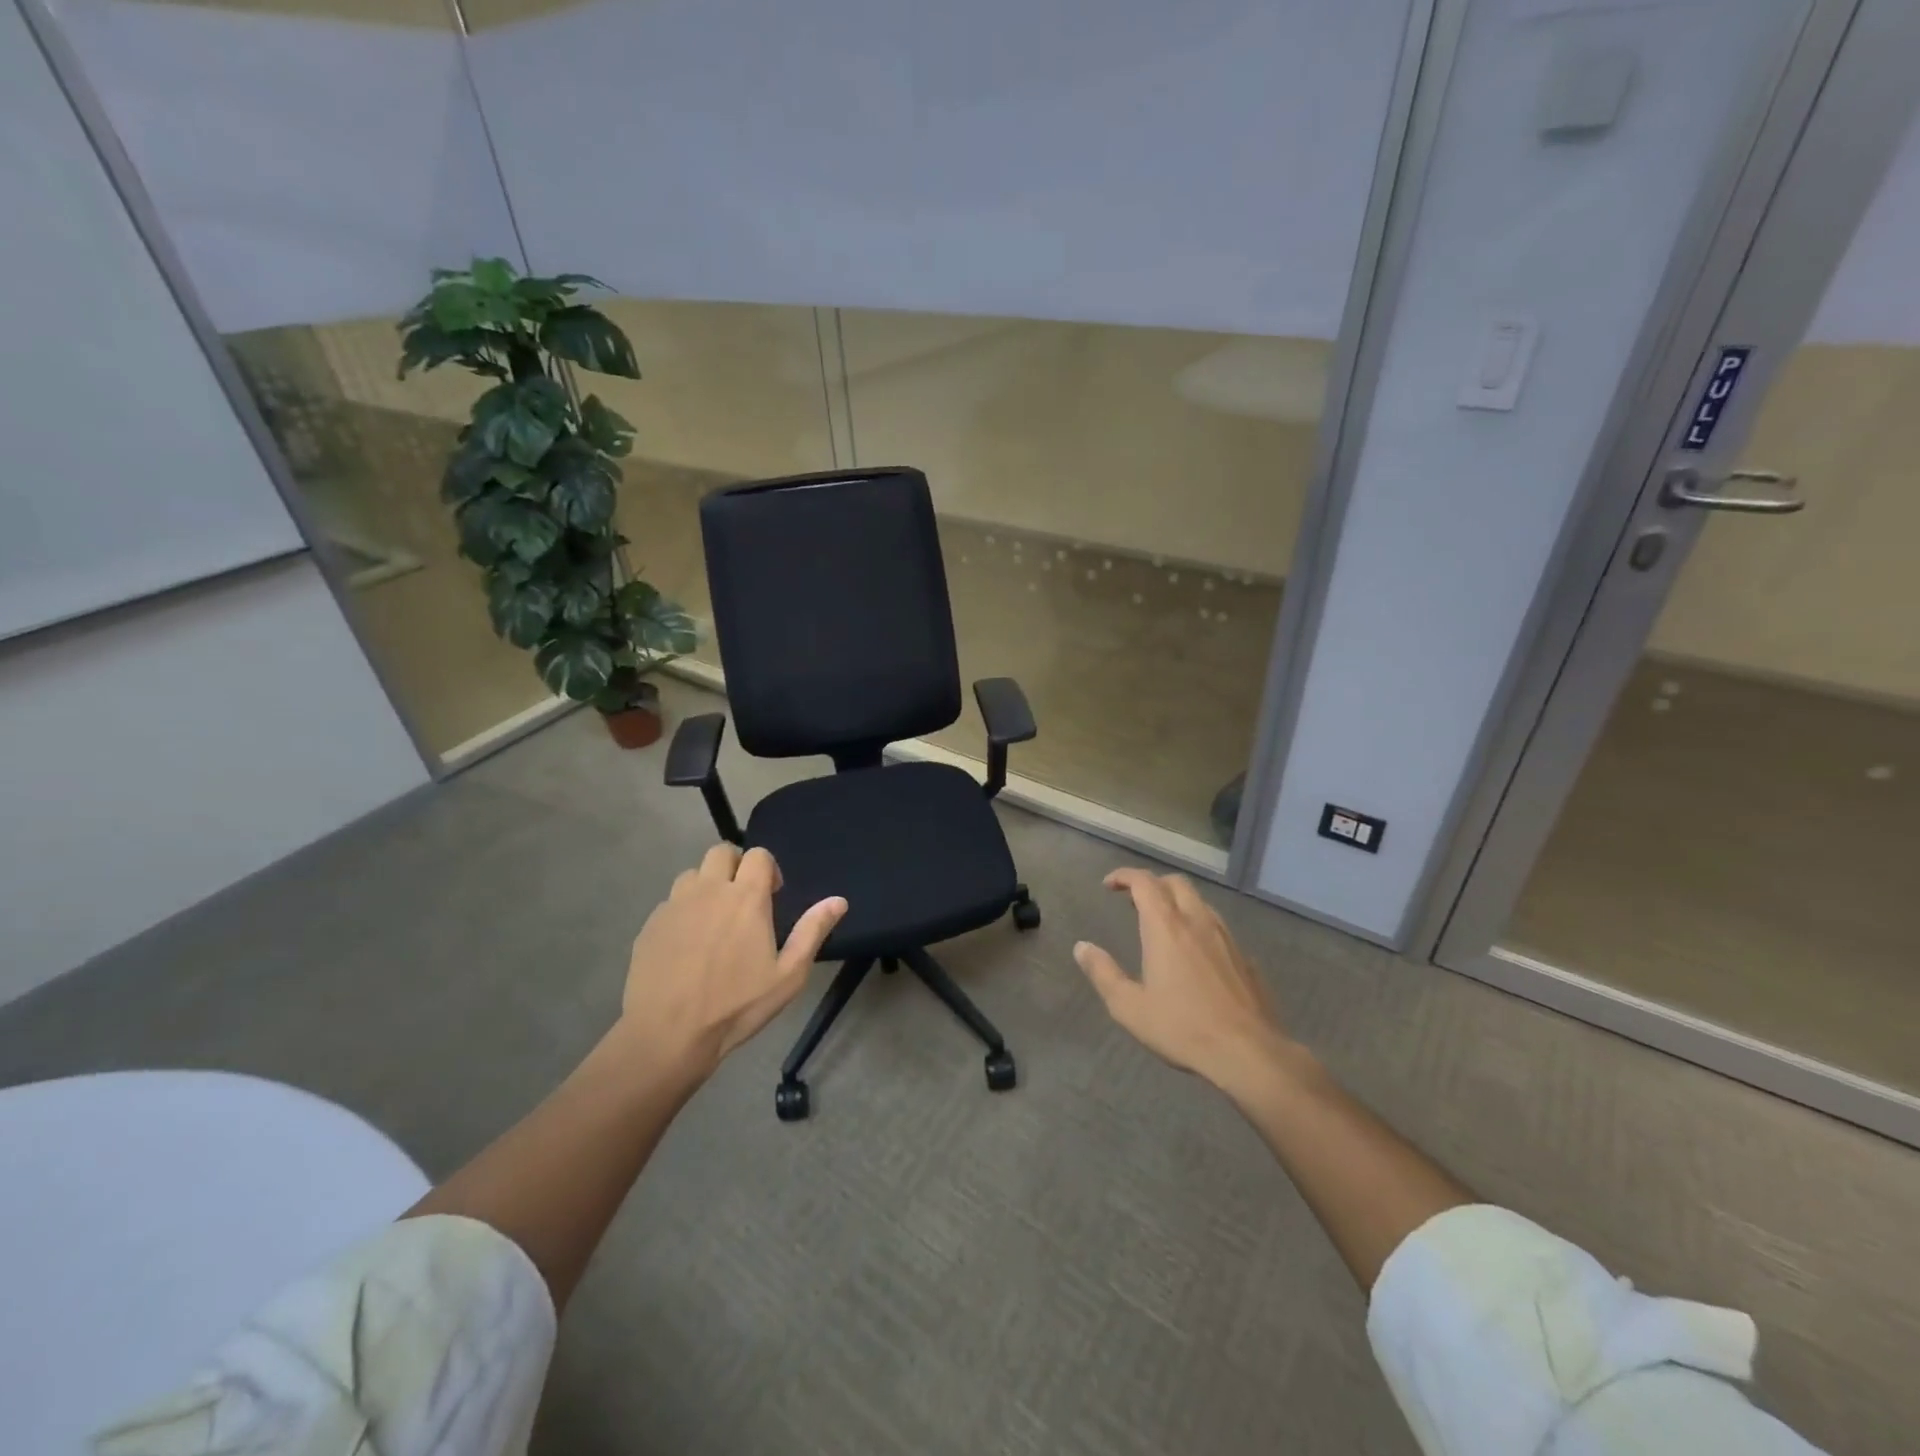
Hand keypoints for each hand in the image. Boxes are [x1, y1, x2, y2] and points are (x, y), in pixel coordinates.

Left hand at [618, 844, 846, 1083]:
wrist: (668, 1034)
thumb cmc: (737, 1005)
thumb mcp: (788, 975)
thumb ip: (813, 931)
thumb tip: (839, 901)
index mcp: (746, 898)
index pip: (758, 855)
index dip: (768, 869)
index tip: (772, 896)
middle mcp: (709, 890)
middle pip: (721, 852)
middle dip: (735, 866)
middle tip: (742, 900)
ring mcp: (675, 905)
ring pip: (692, 875)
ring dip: (706, 886)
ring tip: (713, 920)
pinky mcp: (650, 924)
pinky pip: (670, 903)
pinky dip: (682, 912)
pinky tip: (687, 945)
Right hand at [1075, 868, 1295, 1092]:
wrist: (1248, 1053)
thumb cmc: (1182, 1027)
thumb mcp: (1129, 1007)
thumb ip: (1103, 973)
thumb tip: (1082, 947)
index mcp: (1166, 928)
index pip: (1144, 882)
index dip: (1124, 876)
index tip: (1109, 885)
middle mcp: (1198, 922)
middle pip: (1176, 883)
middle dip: (1153, 884)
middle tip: (1135, 901)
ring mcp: (1227, 939)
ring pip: (1201, 903)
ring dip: (1179, 902)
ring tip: (1165, 923)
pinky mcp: (1246, 959)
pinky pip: (1219, 929)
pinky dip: (1200, 927)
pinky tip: (1197, 953)